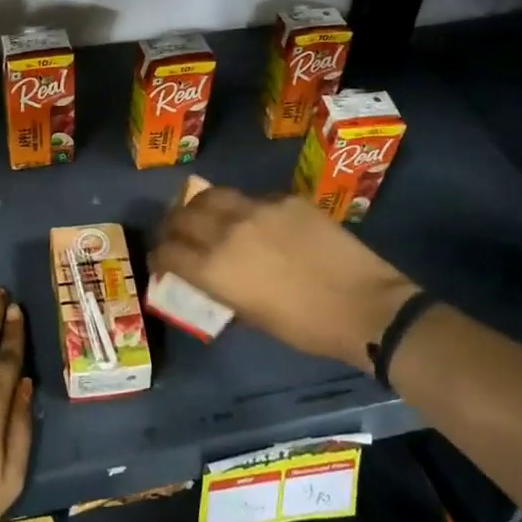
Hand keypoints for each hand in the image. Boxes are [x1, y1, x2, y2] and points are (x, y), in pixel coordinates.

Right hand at [151, 188, 416, 371]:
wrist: (362, 305)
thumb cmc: (305, 327)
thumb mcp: (251, 315)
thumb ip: (222, 287)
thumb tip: (210, 274)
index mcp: (214, 268)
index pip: (168, 252)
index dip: (158, 256)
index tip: (160, 260)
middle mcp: (227, 231)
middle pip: (183, 216)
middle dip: (173, 225)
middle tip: (176, 233)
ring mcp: (258, 209)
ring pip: (214, 195)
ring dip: (202, 206)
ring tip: (206, 214)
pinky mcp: (286, 198)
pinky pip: (255, 198)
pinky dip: (247, 208)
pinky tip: (259, 220)